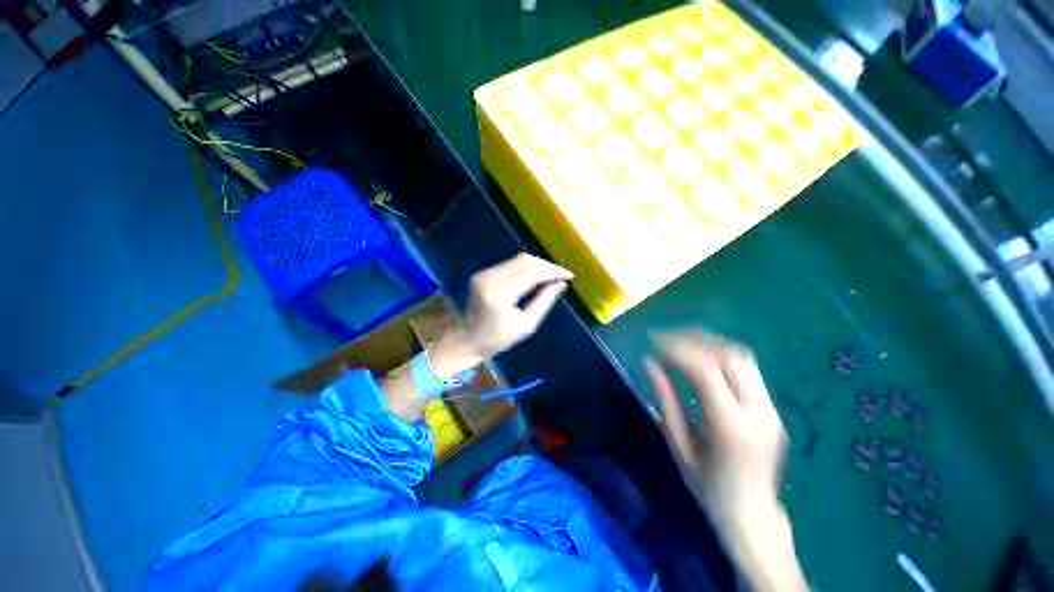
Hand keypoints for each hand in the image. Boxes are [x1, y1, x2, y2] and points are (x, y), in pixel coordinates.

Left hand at [462, 253, 572, 358]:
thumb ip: (544, 301)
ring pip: (518, 260)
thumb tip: (561, 283)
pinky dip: (525, 268)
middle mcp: (490, 279)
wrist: (469, 339)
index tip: (569, 275)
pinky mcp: (482, 273)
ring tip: (551, 276)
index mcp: (500, 295)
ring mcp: (484, 274)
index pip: (532, 273)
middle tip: (562, 276)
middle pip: (526, 261)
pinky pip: (510, 264)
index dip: (552, 271)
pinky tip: (535, 277)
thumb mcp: (527, 325)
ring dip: (537, 265)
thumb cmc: (500, 338)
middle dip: (547, 266)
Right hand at [646, 332, 805, 591]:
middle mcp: (758, 411)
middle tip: (665, 339)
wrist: (753, 517)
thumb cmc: (708, 488)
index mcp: (730, 426)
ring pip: (743, 357)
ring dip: (708, 344)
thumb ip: (665, 400)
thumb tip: (649, 363)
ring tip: (680, 343)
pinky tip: (701, 358)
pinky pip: (747, 369)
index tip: (653, 343)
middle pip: (730, 355)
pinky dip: (721, 355)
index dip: (676, 349)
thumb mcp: (679, 445)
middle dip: (693, 340)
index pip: (705, 370)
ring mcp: (771, 409)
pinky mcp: (773, 409)